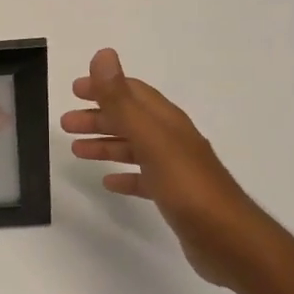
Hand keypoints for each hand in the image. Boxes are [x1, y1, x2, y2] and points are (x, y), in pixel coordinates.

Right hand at [62, 48, 287, 291]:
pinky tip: (109, 182)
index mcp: (167, 121)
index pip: (133, 93)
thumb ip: (122, 100)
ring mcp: (175, 168)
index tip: (75, 89)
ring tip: (76, 150)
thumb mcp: (150, 138)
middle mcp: (172, 139)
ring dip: (106, 144)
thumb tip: (103, 54)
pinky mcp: (174, 196)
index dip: (105, 86)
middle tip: (66, 123)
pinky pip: (143, 178)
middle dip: (98, 117)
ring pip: (134, 148)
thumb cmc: (187, 186)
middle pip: (130, 119)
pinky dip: (124, 175)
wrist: (227, 239)